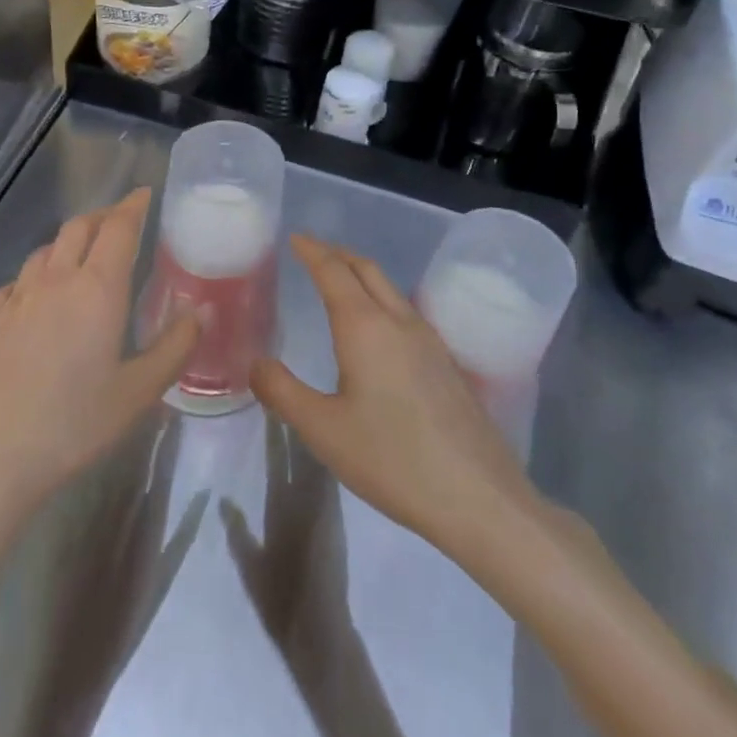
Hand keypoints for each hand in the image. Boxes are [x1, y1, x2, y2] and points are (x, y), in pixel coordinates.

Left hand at [0, 188, 197, 521]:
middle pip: (79, 227)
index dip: (133, 206)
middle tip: (121, 220)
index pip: (118, 228)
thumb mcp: (137, 394)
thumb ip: (174, 347)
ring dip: (69, 241)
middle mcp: (55, 280)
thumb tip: (203, 310)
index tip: (145, 194)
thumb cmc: (72, 426)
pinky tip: (39, 295)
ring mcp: (16, 297)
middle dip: (103, 216)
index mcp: (96, 289)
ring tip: (83, 254)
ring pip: (46, 250)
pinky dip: (38, 273)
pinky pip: (19, 279)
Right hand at [251, 236, 545, 568]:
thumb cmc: (392, 459)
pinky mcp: (448, 365)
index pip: (334, 271)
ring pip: (391, 289)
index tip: (295, 237)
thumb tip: (257, 363)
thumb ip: (282, 391)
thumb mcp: (322, 430)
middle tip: (313, 252)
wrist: (480, 499)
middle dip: (338, 254)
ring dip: (362, 275)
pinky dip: (382, 299)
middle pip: (367, 270)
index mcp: (365, 327)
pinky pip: (406, 312)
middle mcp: (400, 322)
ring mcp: (431, 342)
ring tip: (341, 283)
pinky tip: (379, 330)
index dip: (312, 251)